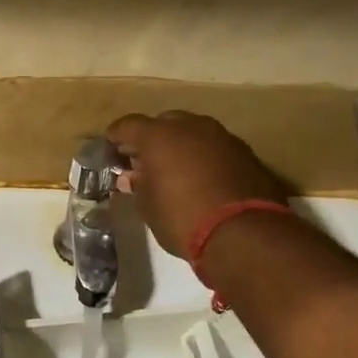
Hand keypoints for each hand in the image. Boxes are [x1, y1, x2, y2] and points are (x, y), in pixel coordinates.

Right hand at [107, 111, 287, 257]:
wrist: (244, 233)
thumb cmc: (183, 219)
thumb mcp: (149, 208)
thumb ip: (138, 186)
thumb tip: (132, 177)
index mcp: (159, 136)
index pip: (128, 125)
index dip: (117, 136)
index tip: (111, 148)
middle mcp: (190, 127)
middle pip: (164, 123)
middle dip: (152, 139)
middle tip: (145, 161)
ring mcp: (222, 136)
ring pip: (194, 132)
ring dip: (182, 146)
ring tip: (175, 169)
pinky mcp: (246, 152)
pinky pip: (216, 147)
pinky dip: (205, 157)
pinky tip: (203, 178)